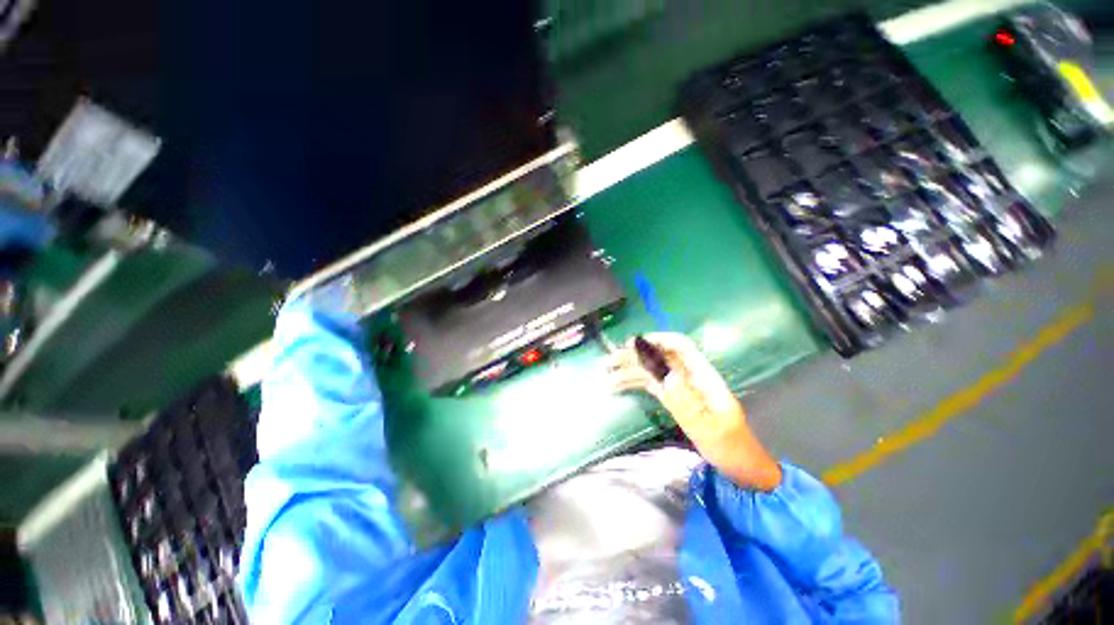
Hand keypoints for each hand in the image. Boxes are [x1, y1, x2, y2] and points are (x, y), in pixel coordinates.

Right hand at [607, 333, 781, 490]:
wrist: (739, 465)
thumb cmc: (729, 447)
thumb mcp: (709, 428)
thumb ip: (686, 402)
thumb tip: (664, 376)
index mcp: (703, 376)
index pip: (681, 347)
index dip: (658, 340)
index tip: (633, 343)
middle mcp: (688, 375)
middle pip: (659, 356)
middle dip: (634, 355)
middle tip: (608, 361)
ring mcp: (679, 386)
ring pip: (650, 369)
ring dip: (628, 369)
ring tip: (605, 373)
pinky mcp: (672, 397)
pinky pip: (649, 383)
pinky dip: (633, 382)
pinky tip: (616, 385)